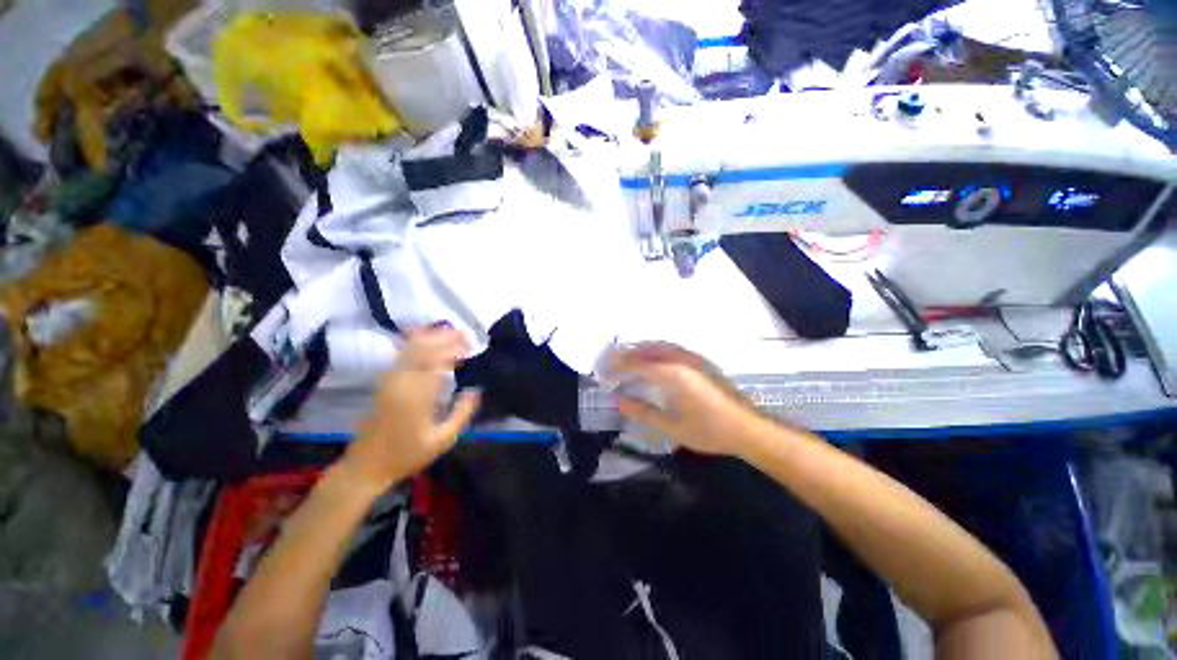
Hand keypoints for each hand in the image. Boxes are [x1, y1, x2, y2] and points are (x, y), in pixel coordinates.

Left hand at [341, 328, 480, 490]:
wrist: (366, 465)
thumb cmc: (407, 454)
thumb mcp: (443, 440)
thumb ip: (462, 413)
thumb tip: (475, 390)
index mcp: (417, 395)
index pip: (437, 360)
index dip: (454, 348)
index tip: (471, 344)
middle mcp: (401, 382)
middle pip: (422, 348)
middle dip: (444, 337)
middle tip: (465, 334)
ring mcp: (390, 380)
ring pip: (410, 348)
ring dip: (431, 337)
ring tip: (450, 332)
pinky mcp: (384, 382)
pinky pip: (401, 355)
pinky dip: (416, 343)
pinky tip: (426, 339)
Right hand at [609, 343, 773, 457]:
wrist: (747, 428)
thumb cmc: (709, 431)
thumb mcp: (672, 428)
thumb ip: (643, 413)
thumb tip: (619, 401)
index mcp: (672, 375)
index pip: (636, 364)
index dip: (617, 367)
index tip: (602, 372)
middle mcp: (680, 359)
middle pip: (645, 349)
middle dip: (624, 355)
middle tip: (609, 364)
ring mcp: (692, 357)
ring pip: (658, 346)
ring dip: (638, 351)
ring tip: (624, 361)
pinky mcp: (699, 361)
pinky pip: (669, 348)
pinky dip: (653, 351)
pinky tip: (649, 361)